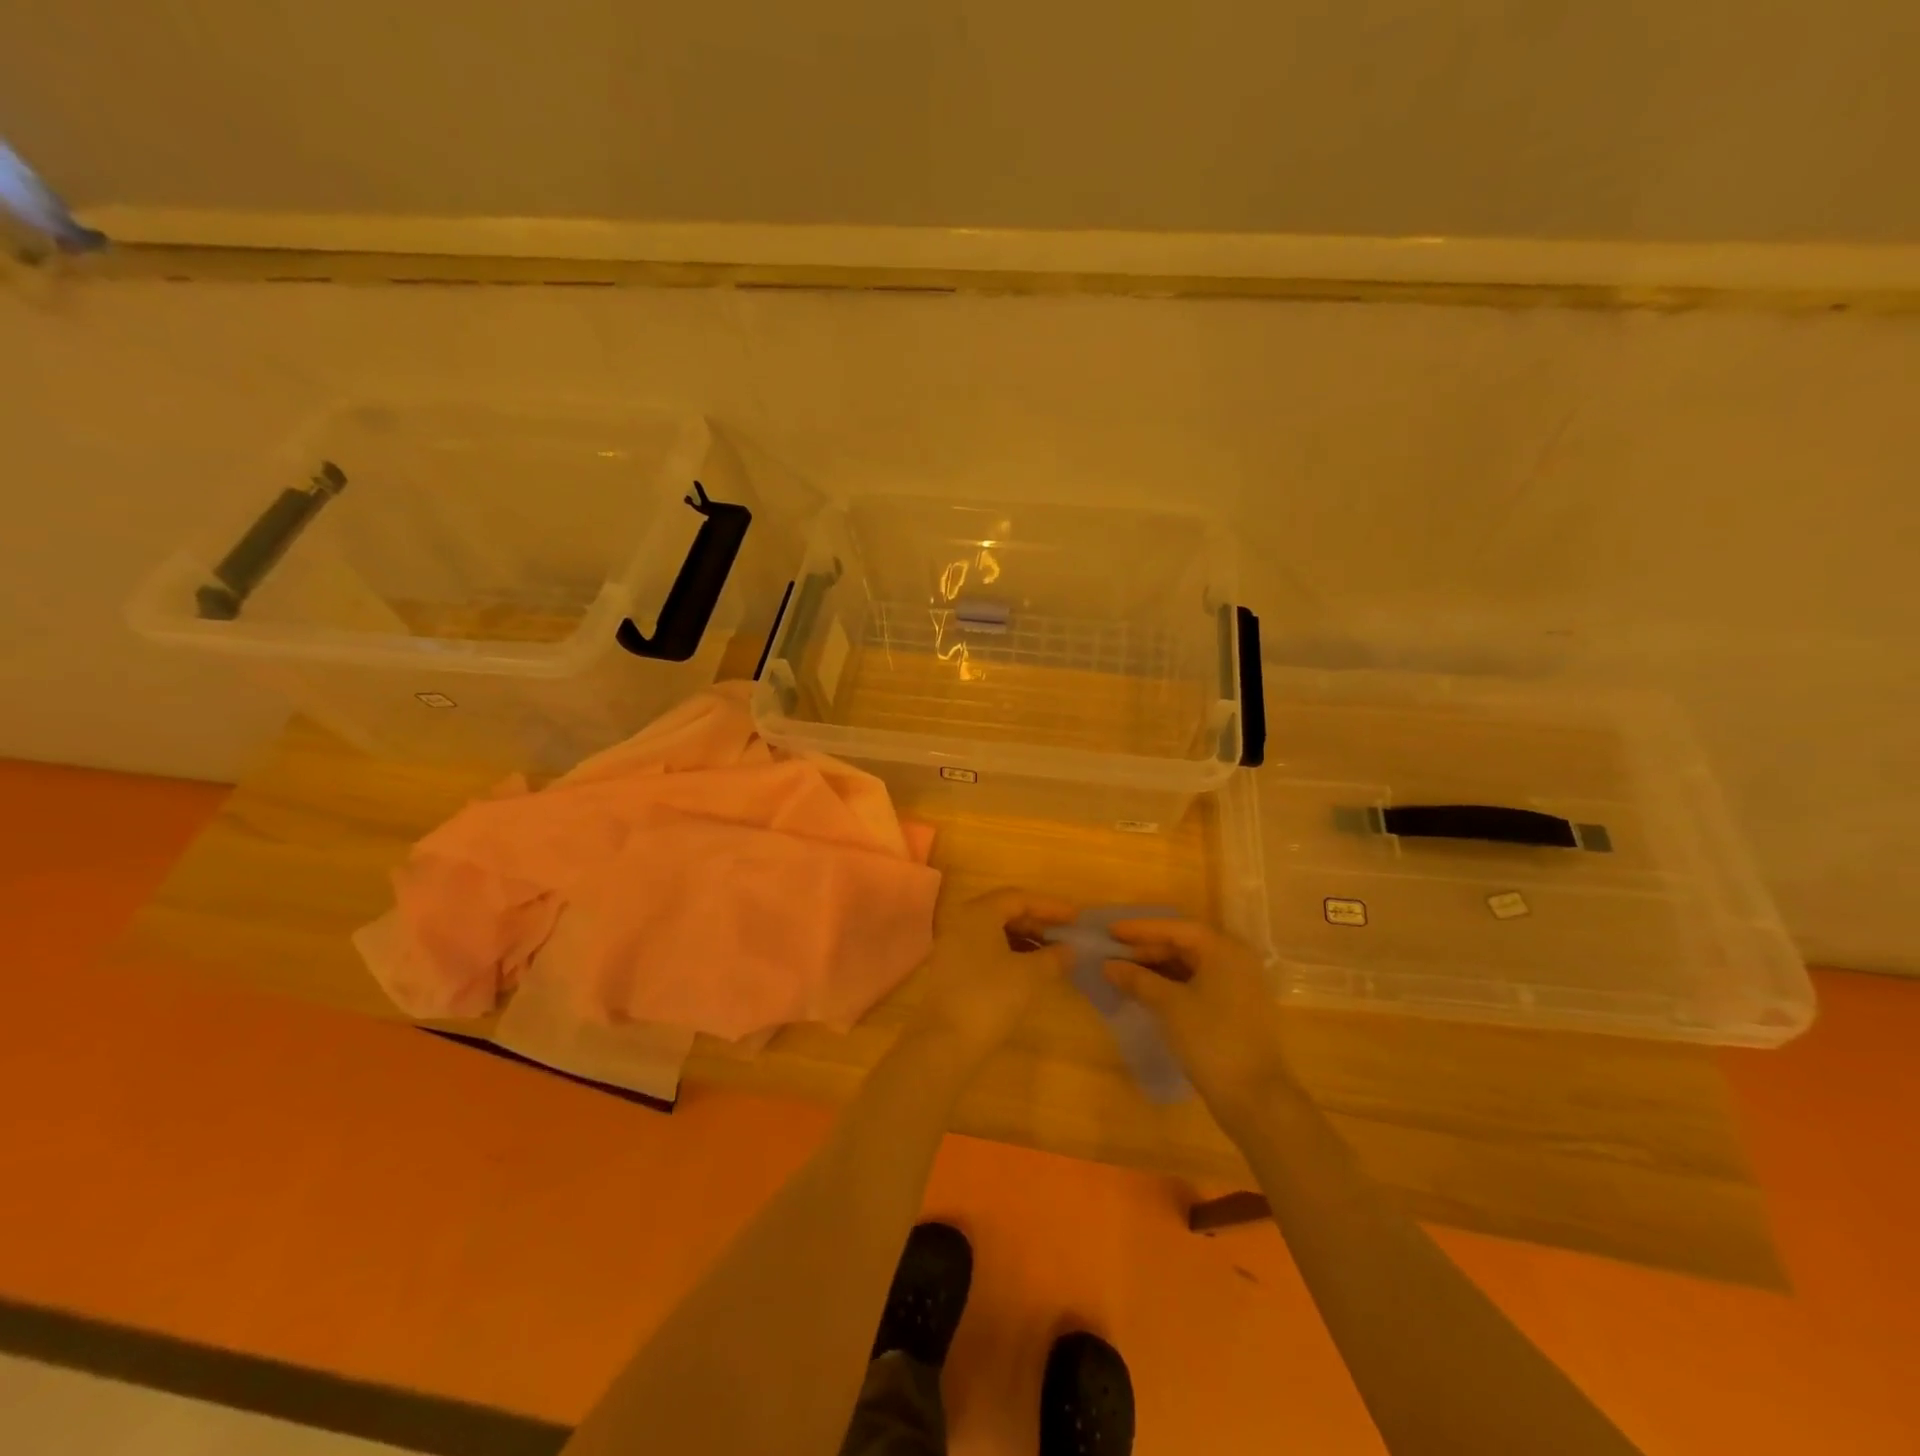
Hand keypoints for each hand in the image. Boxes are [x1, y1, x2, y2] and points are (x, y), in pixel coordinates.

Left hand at [911, 889, 1076, 1067]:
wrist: (945, 1042)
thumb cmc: (990, 998)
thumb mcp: (1030, 975)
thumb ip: (1054, 957)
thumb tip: (1069, 949)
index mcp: (978, 913)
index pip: (1019, 898)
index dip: (1050, 906)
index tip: (1076, 917)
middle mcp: (962, 922)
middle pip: (1005, 912)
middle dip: (1038, 922)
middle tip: (1066, 935)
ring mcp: (953, 946)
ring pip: (995, 932)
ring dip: (1025, 939)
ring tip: (1053, 954)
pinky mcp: (952, 969)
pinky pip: (986, 949)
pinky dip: (1010, 953)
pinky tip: (1029, 970)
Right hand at [1103, 919, 1292, 1121]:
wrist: (1254, 1098)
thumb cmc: (1211, 1040)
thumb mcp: (1169, 1005)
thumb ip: (1138, 979)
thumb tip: (1108, 965)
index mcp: (1224, 951)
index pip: (1176, 928)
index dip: (1141, 929)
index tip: (1110, 931)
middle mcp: (1234, 961)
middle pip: (1184, 945)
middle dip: (1146, 949)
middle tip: (1112, 953)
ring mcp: (1236, 987)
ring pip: (1189, 966)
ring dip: (1156, 967)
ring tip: (1123, 972)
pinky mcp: (1233, 1010)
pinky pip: (1196, 985)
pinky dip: (1170, 985)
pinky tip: (1146, 992)